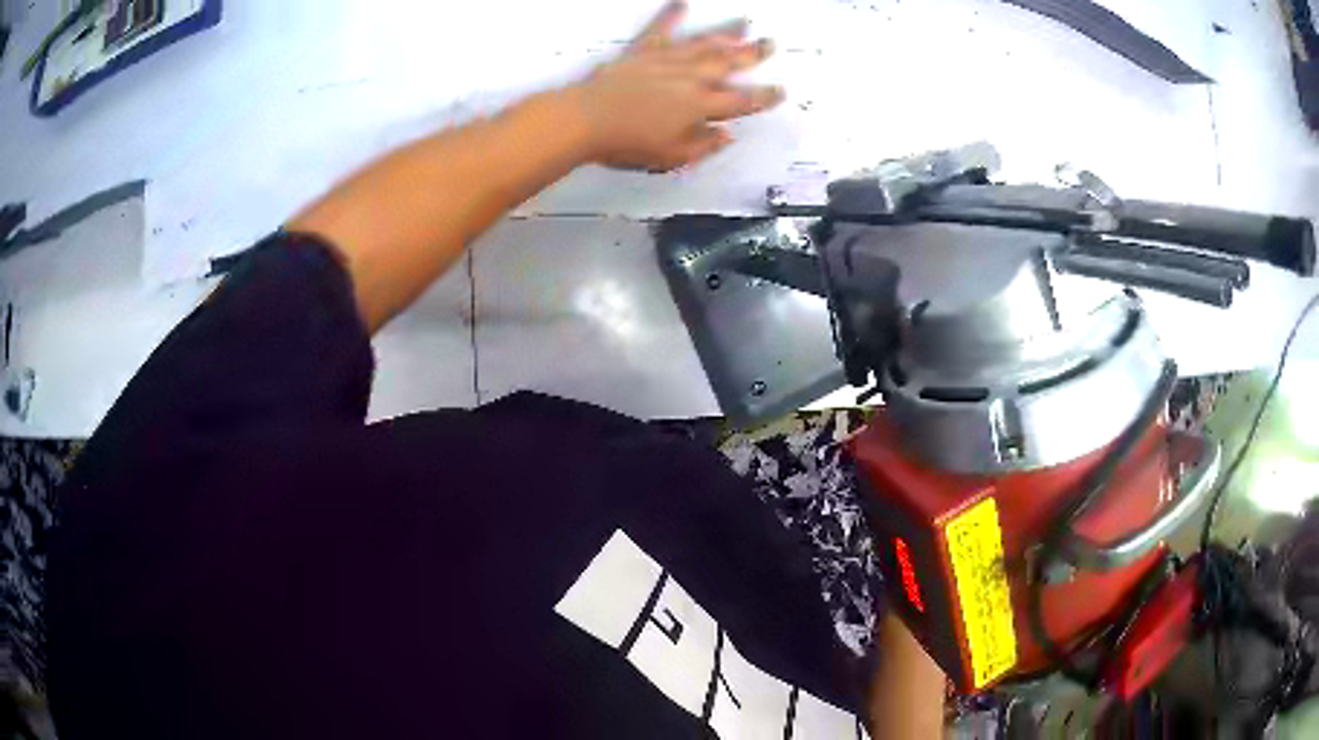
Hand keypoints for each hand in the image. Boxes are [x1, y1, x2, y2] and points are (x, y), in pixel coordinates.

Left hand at [570, 1, 783, 171]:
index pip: (742, 101)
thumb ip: (704, 145)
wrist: (586, 120)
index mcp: (700, 106)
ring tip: (743, 23)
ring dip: (725, 33)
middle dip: (752, 54)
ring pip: (703, 44)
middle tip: (770, 43)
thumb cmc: (627, 142)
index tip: (779, 91)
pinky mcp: (642, 52)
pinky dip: (670, 15)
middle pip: (728, 63)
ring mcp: (666, 61)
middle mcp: (690, 78)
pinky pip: (659, 30)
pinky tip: (680, 3)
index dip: (764, 97)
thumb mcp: (672, 156)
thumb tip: (726, 135)